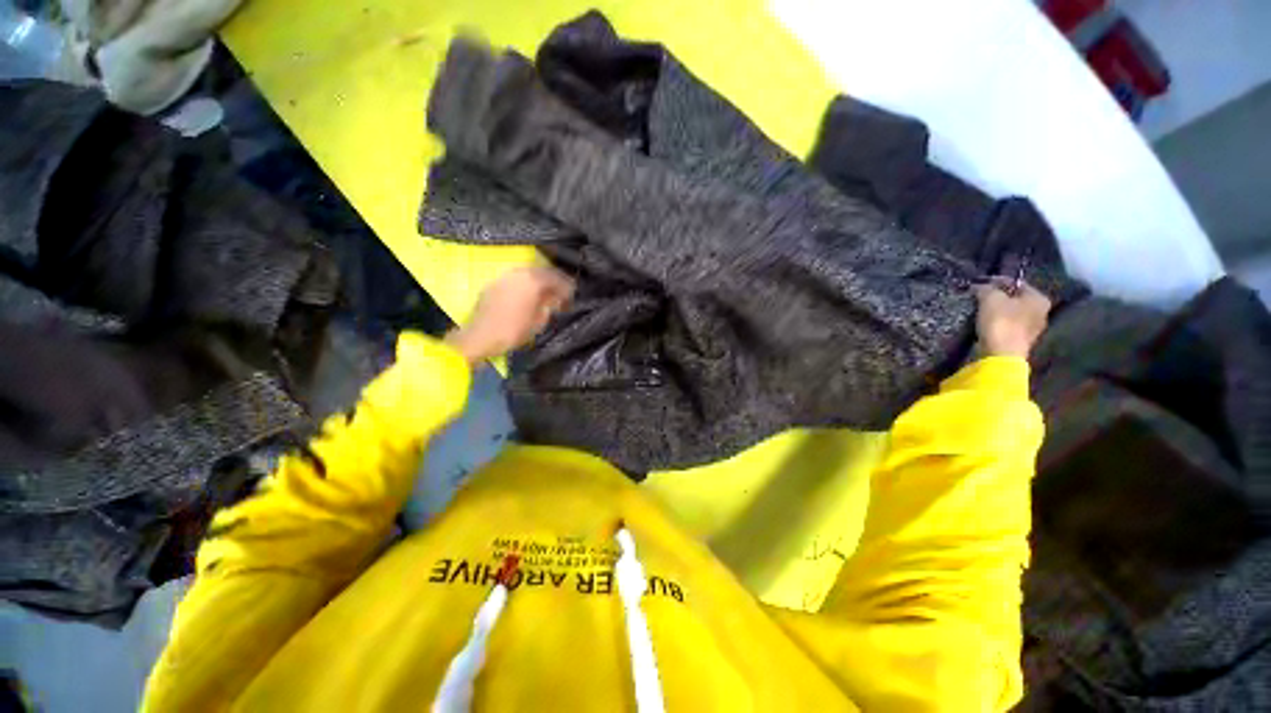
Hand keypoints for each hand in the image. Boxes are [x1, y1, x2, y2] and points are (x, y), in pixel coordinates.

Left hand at [445, 266, 574, 364]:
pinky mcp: (494, 284)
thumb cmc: (513, 331)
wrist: (480, 337)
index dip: (567, 286)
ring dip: (539, 282)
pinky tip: (529, 295)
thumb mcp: (539, 321)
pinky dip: (526, 285)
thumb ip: (549, 306)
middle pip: (542, 272)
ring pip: (528, 274)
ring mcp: (505, 277)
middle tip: (562, 292)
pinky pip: (516, 279)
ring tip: (546, 294)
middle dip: (553, 281)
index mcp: (533, 281)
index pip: (556, 277)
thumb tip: (556, 299)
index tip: (573, 293)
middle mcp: (519, 273)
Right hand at [973, 278, 1051, 358]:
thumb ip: (986, 288)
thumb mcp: (990, 298)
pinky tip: (985, 322)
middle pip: (1015, 298)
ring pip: (1011, 312)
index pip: (1016, 283)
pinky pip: (1007, 325)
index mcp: (1039, 298)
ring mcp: (1032, 329)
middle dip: (997, 296)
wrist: (1001, 355)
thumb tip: (980, 286)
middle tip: (978, 296)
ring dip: (996, 310)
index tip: (979, 283)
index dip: (996, 281)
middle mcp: (1041, 312)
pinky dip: (997, 322)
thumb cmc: (1001, 322)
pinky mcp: (1020, 341)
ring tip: (979, 309)